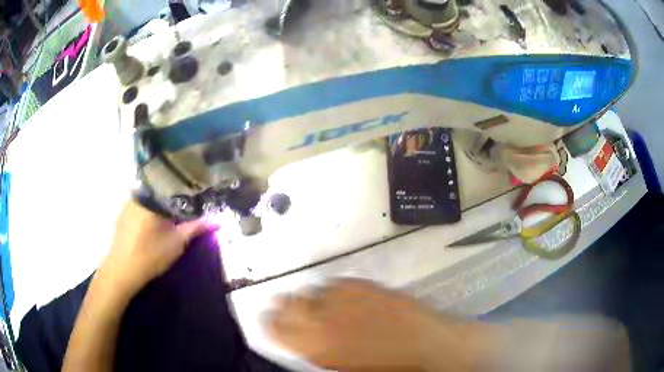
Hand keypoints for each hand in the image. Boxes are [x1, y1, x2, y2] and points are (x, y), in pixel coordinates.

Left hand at [98, 199, 211, 297]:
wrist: (122, 271)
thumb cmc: (151, 255)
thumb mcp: (177, 242)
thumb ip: (196, 228)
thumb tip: (218, 220)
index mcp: (152, 197)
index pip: (173, 184)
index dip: (187, 188)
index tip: (198, 193)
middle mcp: (139, 195)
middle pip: (161, 190)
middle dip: (174, 197)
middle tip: (187, 205)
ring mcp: (128, 204)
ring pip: (150, 197)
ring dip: (161, 204)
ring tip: (172, 213)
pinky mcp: (122, 215)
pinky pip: (141, 205)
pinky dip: (150, 210)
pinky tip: (154, 222)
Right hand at [266, 279, 459, 370]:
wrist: (424, 345)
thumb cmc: (383, 367)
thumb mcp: (338, 365)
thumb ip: (314, 351)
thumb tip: (302, 339)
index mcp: (313, 344)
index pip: (273, 325)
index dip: (270, 322)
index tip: (274, 322)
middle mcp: (321, 316)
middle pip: (285, 302)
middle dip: (286, 308)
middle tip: (296, 313)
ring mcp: (342, 296)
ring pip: (310, 290)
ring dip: (312, 299)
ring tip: (325, 308)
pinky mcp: (362, 283)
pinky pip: (334, 282)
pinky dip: (333, 290)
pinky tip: (346, 300)